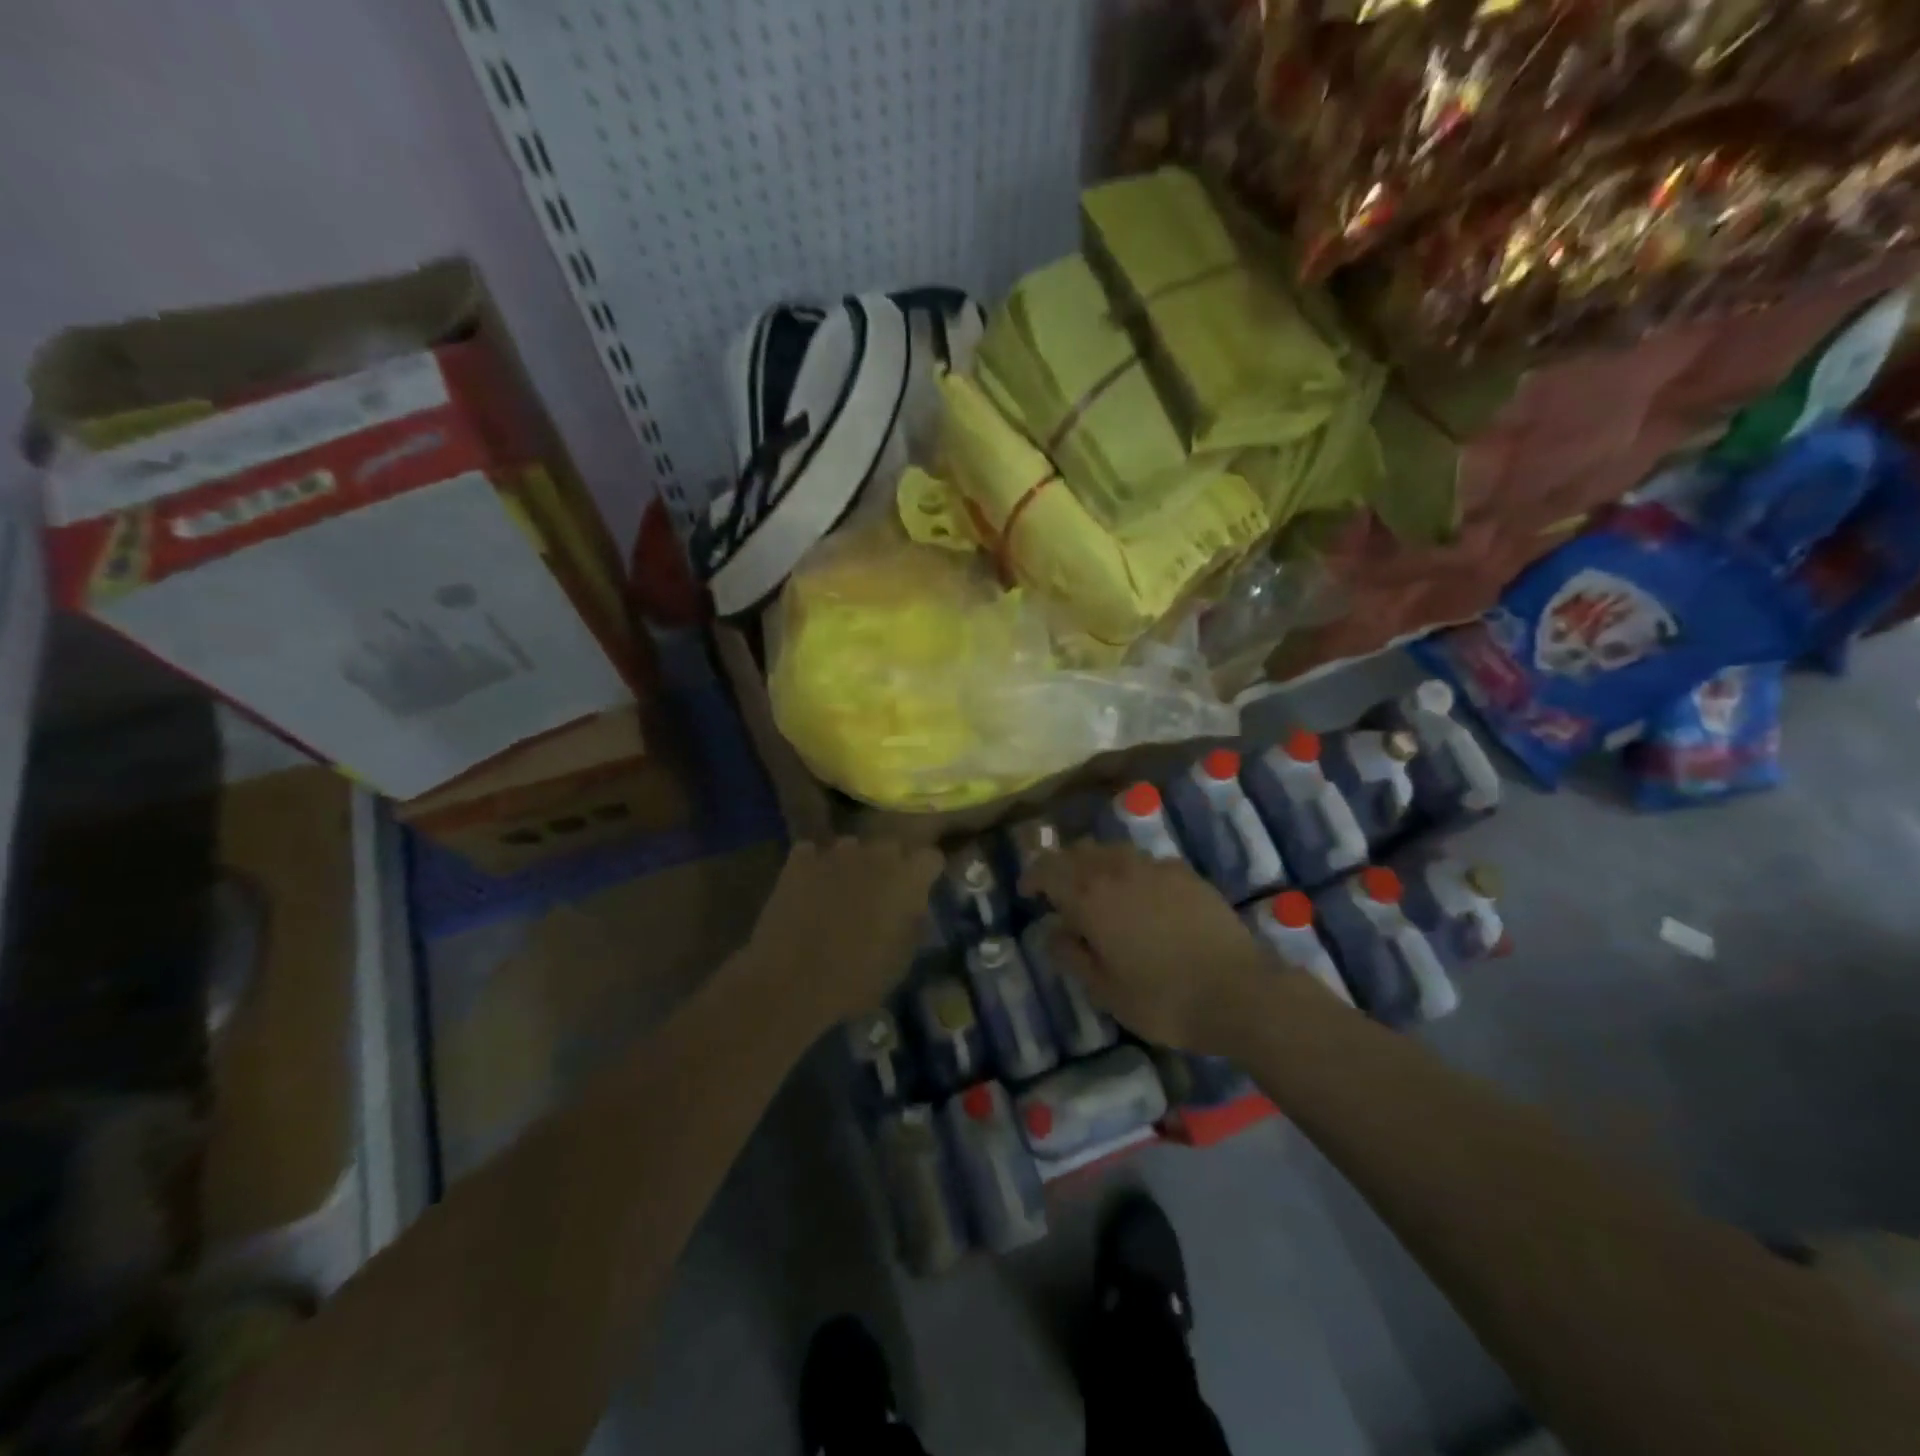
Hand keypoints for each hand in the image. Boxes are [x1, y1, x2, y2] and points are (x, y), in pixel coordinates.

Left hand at [741, 838, 941, 1032]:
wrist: (790, 984)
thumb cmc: (856, 980)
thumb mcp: (901, 961)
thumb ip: (913, 922)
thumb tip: (912, 905)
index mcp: (906, 879)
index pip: (931, 857)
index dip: (925, 874)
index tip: (919, 892)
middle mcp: (874, 855)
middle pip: (891, 847)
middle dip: (889, 866)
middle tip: (879, 896)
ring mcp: (834, 853)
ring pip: (852, 847)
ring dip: (852, 865)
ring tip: (840, 894)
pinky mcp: (799, 860)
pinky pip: (813, 854)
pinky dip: (814, 868)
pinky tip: (808, 891)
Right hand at [1025, 843, 1268, 1052]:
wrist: (1239, 992)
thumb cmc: (1163, 999)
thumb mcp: (1105, 990)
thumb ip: (1073, 956)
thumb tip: (1054, 932)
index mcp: (1090, 897)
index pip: (1048, 868)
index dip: (1033, 876)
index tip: (1028, 894)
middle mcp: (1118, 870)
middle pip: (1078, 852)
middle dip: (1063, 867)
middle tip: (1060, 894)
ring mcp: (1156, 867)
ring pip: (1113, 851)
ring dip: (1096, 866)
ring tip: (1100, 893)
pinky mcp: (1186, 874)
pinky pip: (1146, 862)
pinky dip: (1131, 872)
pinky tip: (1142, 898)